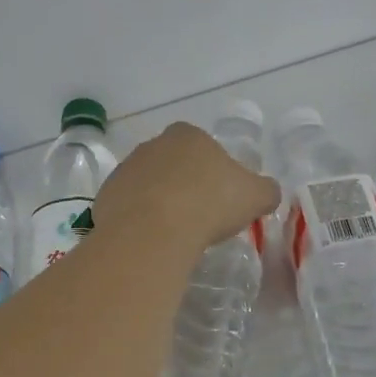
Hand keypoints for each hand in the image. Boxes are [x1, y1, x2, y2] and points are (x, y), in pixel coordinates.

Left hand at [93, 122, 279, 256]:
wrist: (154, 231)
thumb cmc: (210, 204)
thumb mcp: (256, 196)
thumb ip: (266, 190)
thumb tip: (268, 191)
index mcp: (188, 135)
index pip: (203, 147)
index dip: (214, 172)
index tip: (221, 198)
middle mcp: (153, 145)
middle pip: (173, 165)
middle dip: (184, 185)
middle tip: (199, 217)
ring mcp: (125, 169)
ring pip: (148, 185)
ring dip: (159, 203)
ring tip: (175, 233)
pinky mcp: (106, 196)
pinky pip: (128, 208)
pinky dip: (139, 221)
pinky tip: (151, 240)